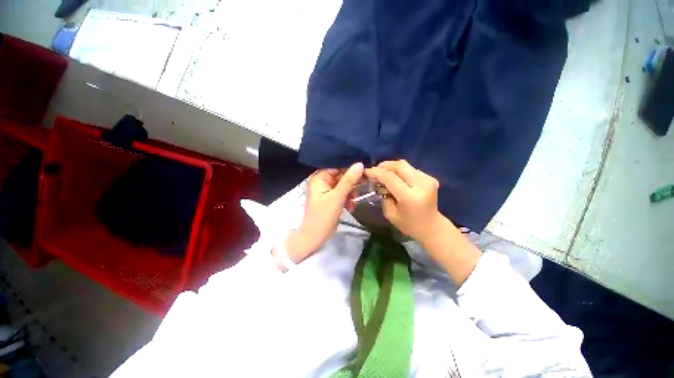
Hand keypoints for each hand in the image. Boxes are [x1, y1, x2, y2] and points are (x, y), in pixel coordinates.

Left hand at [284, 163, 363, 263]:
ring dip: (351, 193)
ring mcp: (327, 190)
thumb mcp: (337, 198)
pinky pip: (343, 193)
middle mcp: (322, 181)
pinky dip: (348, 199)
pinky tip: (350, 207)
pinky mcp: (332, 198)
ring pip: (344, 185)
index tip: (364, 171)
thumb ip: (348, 181)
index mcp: (319, 178)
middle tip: (362, 187)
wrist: (315, 238)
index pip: (337, 166)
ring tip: (352, 202)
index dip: (350, 168)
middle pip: (341, 175)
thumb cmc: (323, 217)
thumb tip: (360, 164)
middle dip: (351, 184)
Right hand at [365, 160, 442, 241]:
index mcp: (410, 197)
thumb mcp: (390, 214)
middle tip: (375, 170)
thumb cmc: (409, 225)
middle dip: (384, 165)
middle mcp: (421, 185)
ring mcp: (428, 180)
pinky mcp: (430, 178)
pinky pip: (411, 169)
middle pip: (400, 166)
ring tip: (383, 174)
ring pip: (405, 165)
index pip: (390, 178)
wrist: (432, 227)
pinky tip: (396, 178)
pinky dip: (400, 171)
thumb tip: (379, 183)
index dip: (376, 172)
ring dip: (392, 167)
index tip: (366, 171)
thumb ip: (384, 196)